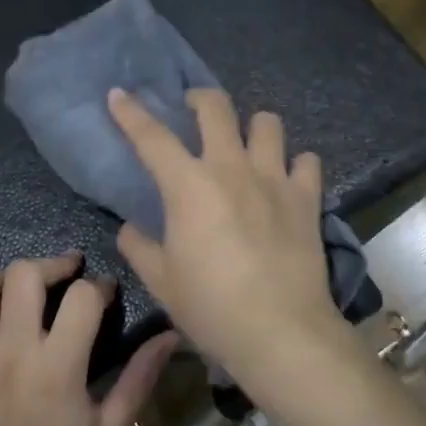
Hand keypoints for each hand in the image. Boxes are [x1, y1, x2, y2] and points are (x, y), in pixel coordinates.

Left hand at [0, 255, 175, 425]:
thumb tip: (170, 335)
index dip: (99, 286)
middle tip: (63, 277)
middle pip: (24, 274)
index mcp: (57, 367)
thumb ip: (139, 378)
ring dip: (0, 282)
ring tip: (16, 295)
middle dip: (50, 266)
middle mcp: (11, 354)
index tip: (105, 294)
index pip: (81, 296)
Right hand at [108, 88, 347, 388]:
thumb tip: (131, 229)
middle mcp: (232, 168)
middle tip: (192, 110)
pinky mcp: (306, 197)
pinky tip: (288, 179)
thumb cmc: (212, 307)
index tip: (119, 93)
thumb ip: (140, 247)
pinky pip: (306, 161)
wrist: (281, 331)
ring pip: (268, 123)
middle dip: (199, 98)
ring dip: (253, 127)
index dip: (131, 112)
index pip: (152, 137)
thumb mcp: (162, 282)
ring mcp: (274, 178)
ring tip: (247, 144)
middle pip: (216, 107)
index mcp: (190, 186)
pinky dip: (296, 164)